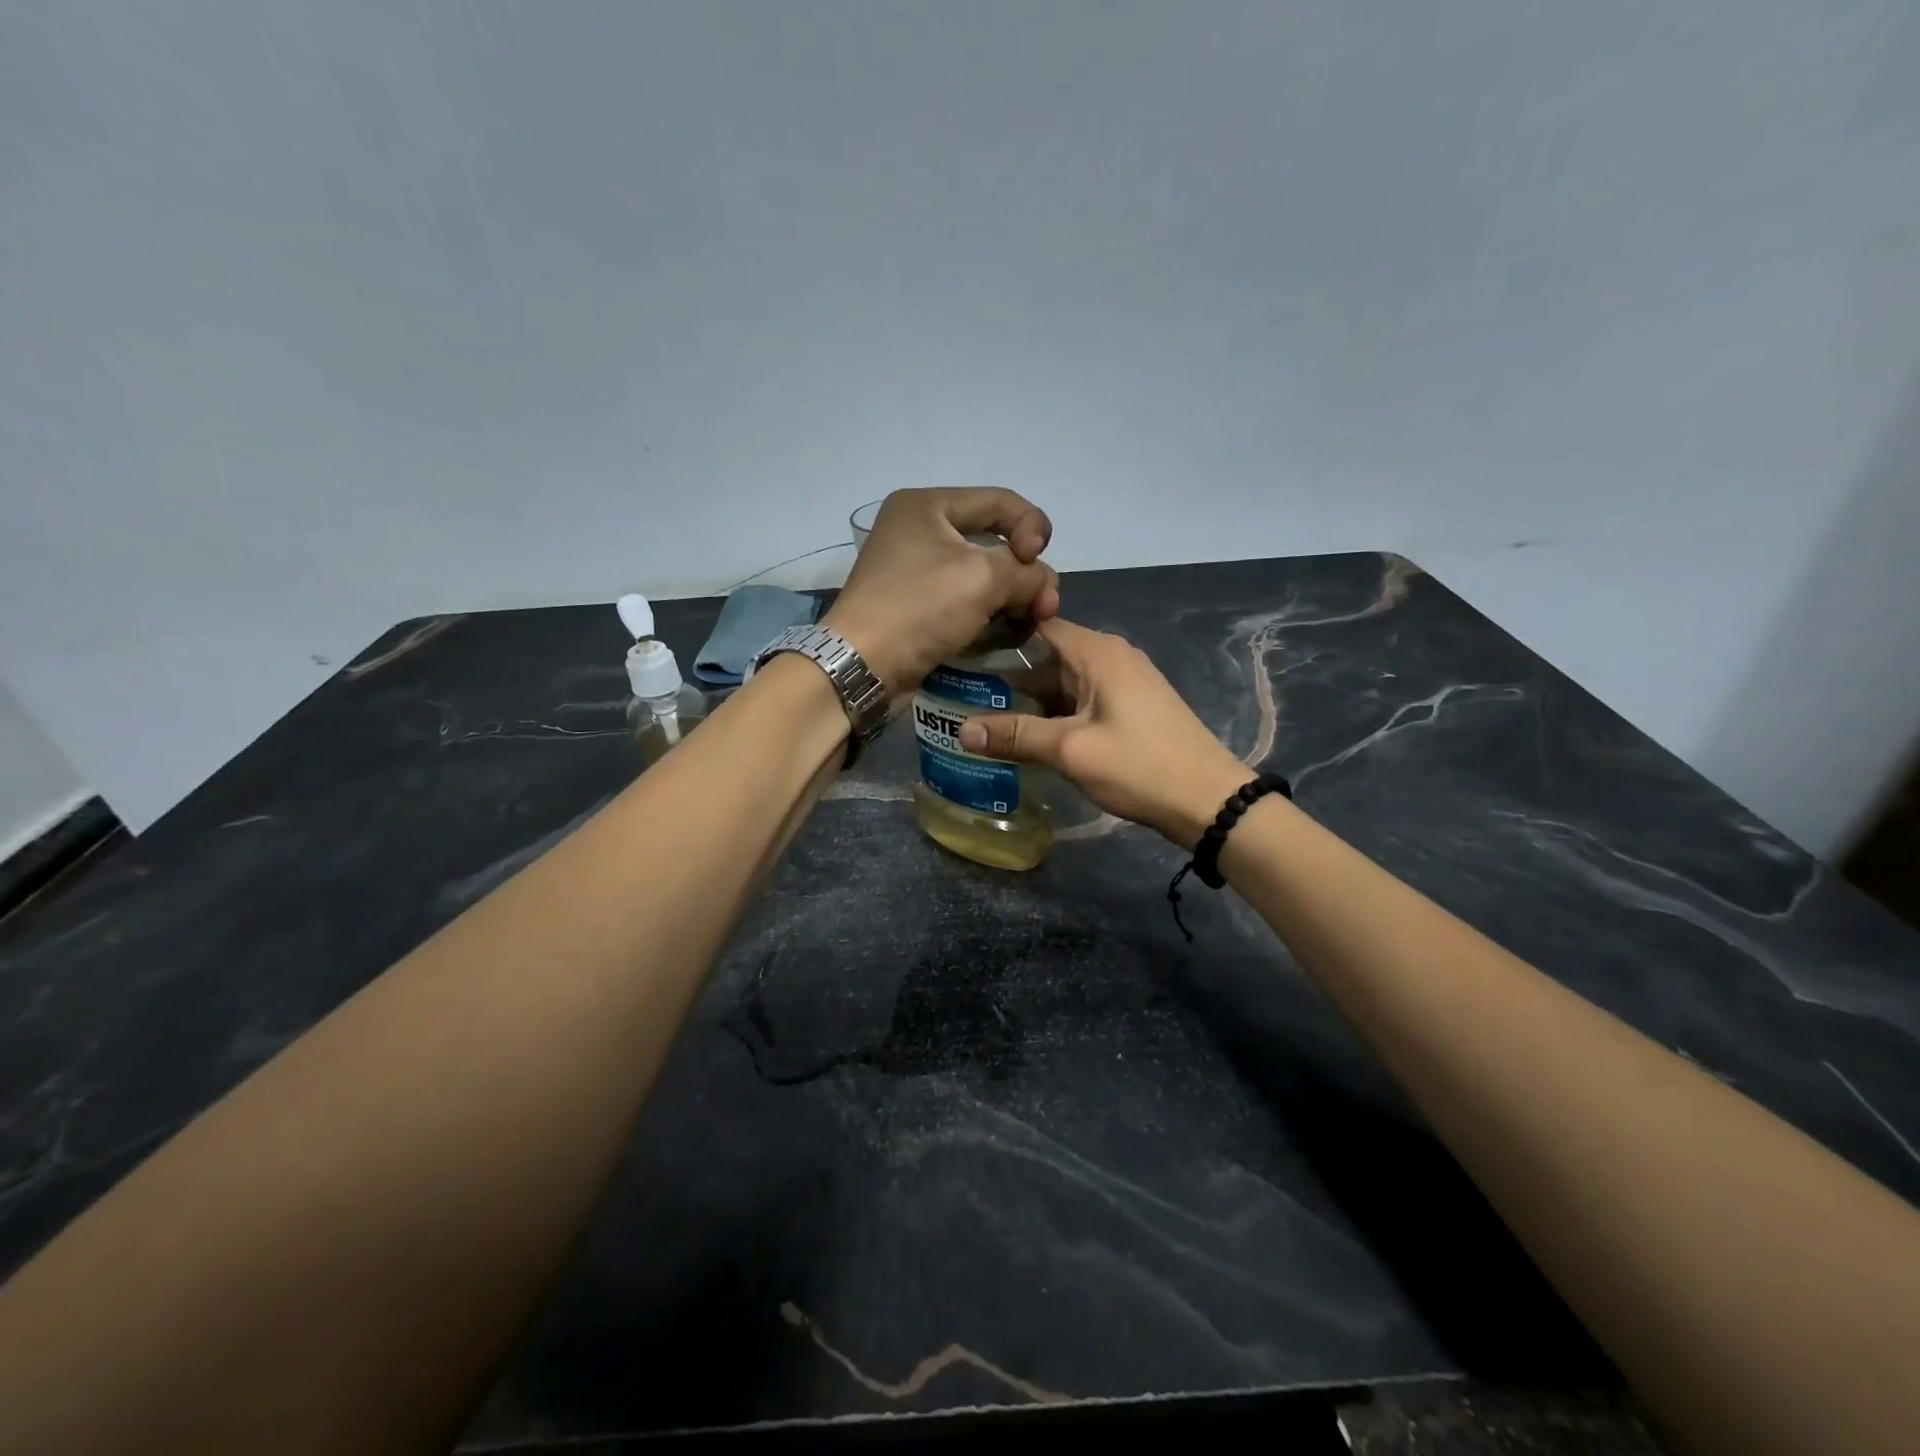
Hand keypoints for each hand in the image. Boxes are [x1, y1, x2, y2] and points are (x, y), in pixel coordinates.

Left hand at [822, 488, 1060, 697]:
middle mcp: (920, 531)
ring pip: (983, 576)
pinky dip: (990, 615)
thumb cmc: (920, 608)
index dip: (1032, 528)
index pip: (1000, 501)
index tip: (1037, 564)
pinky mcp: (920, 608)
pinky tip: (1007, 634)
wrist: (863, 666)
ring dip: (1013, 598)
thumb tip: (1042, 587)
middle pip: (994, 541)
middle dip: (1026, 573)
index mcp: (927, 506)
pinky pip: (966, 602)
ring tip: (1030, 623)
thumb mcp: (983, 578)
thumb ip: (1027, 572)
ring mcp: (918, 572)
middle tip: (1045, 607)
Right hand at [956, 619, 1251, 848]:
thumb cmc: (1139, 765)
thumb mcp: (1071, 750)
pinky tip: (1025, 739)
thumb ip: (1015, 736)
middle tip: (959, 696)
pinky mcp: (1128, 709)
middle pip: (1046, 658)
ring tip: (981, 721)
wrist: (1209, 801)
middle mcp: (1109, 657)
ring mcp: (1122, 684)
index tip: (959, 650)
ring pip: (1061, 684)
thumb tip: (960, 730)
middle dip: (1005, 679)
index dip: (998, 634)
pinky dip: (1053, 716)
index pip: (1037, 624)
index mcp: (1097, 652)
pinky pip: (1080, 702)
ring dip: (1028, 703)